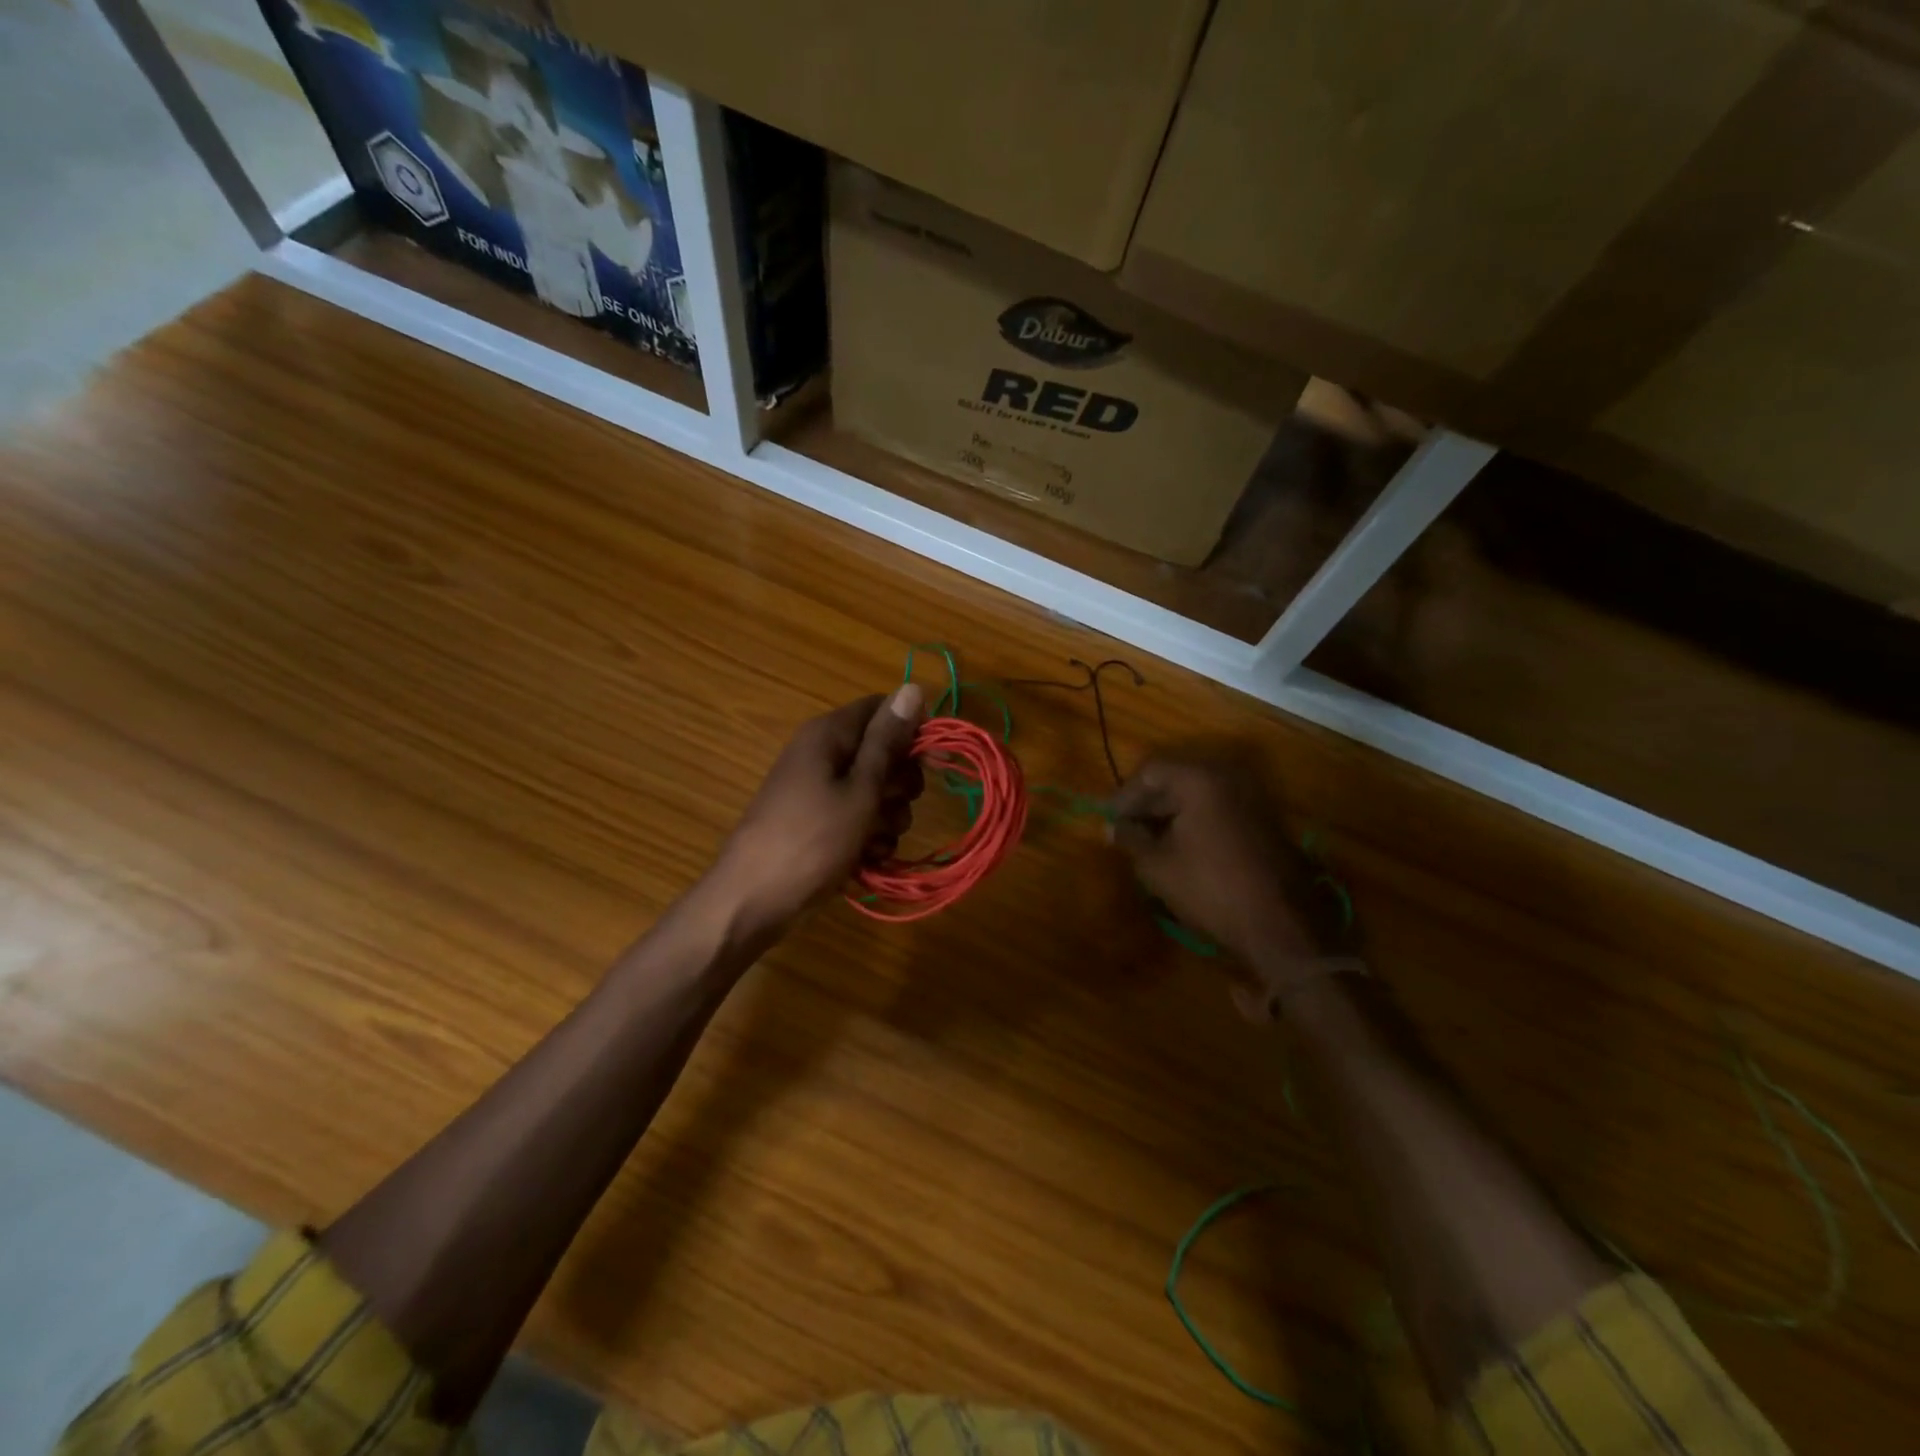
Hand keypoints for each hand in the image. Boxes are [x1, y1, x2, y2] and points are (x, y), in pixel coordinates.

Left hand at [711, 685, 924, 933]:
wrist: (753, 900)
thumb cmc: (811, 839)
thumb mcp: (860, 789)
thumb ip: (888, 741)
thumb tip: (913, 687)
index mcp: (829, 734)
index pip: (883, 709)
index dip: (913, 731)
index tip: (937, 761)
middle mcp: (823, 754)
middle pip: (883, 753)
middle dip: (900, 784)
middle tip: (893, 807)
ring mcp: (819, 790)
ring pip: (876, 791)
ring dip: (888, 818)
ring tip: (873, 841)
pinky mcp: (819, 822)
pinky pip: (858, 818)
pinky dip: (869, 837)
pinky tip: (866, 859)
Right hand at [1110, 756, 1350, 1015]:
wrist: (1278, 925)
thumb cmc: (1209, 888)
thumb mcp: (1157, 865)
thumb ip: (1130, 838)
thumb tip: (1111, 827)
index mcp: (1200, 779)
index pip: (1150, 771)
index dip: (1124, 796)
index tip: (1108, 821)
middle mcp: (1229, 777)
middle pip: (1175, 778)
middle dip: (1147, 804)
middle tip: (1125, 831)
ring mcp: (1251, 797)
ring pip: (1197, 794)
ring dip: (1170, 814)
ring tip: (1147, 842)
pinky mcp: (1262, 820)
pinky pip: (1217, 808)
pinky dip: (1194, 821)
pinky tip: (1178, 848)